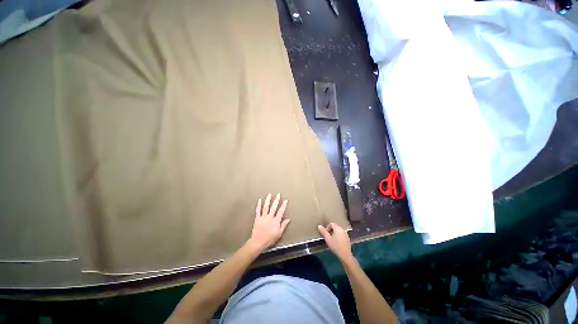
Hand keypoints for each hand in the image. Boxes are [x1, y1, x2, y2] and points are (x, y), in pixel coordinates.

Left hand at [247, 193, 290, 251]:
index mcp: (276, 221)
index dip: (283, 205)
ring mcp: (263, 217)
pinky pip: (258, 210)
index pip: (281, 211)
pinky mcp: (257, 218)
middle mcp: (270, 217)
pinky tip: (259, 200)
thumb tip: (288, 219)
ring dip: (268, 200)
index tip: (285, 200)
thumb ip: (283, 225)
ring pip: (266, 207)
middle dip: (276, 200)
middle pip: (274, 207)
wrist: (258, 242)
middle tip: (278, 194)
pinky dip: (258, 205)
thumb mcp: (279, 234)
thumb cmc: (269, 239)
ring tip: (269, 194)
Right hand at [317, 223, 352, 261]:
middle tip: (328, 237)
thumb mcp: (327, 239)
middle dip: (330, 231)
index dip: (327, 228)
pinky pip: (341, 235)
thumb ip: (323, 232)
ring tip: (332, 240)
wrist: (345, 255)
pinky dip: (338, 236)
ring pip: (338, 231)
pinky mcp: (347, 239)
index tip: (325, 234)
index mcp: (338, 228)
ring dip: (334, 234)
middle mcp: (342, 229)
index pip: (331, 224)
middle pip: (335, 227)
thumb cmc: (335, 246)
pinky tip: (337, 243)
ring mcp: (346, 234)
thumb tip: (319, 226)